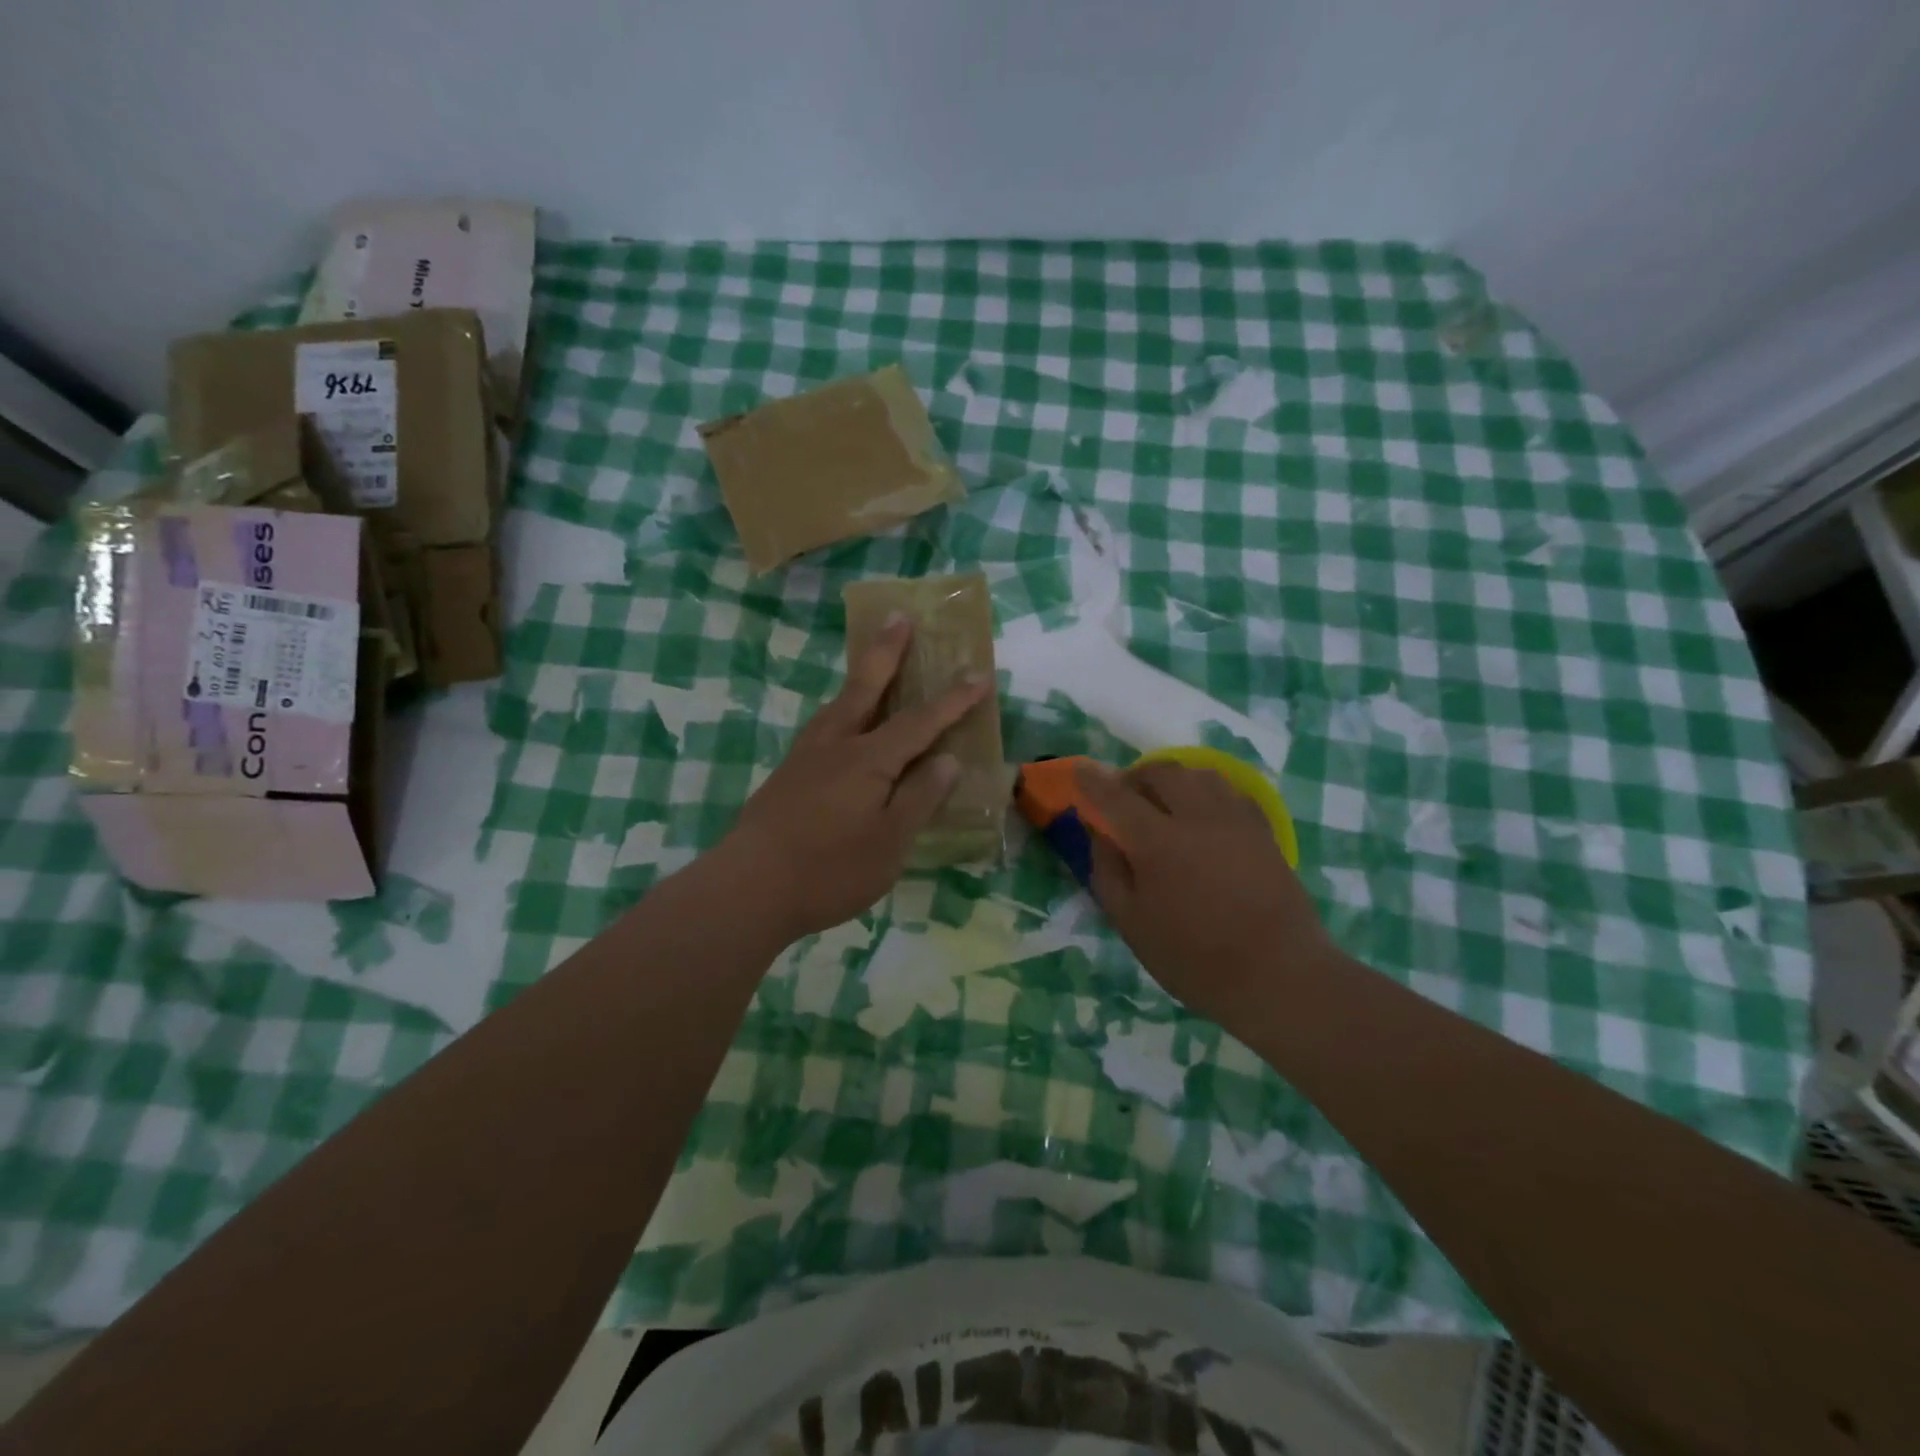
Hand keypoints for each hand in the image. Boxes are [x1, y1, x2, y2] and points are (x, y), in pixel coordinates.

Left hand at [720, 614, 990, 941]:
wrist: (748, 887)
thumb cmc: (829, 870)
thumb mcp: (889, 843)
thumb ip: (919, 798)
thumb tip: (947, 760)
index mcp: (868, 760)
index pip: (921, 722)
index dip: (953, 700)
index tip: (978, 674)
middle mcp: (836, 745)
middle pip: (866, 686)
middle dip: (887, 650)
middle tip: (899, 616)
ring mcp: (806, 756)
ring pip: (839, 703)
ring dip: (860, 676)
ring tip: (872, 661)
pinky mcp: (788, 773)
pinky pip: (824, 725)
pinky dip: (842, 708)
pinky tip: (842, 723)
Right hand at [1077, 761, 1334, 1027]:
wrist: (1279, 976)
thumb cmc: (1195, 959)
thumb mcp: (1132, 924)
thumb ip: (1108, 872)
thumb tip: (1100, 834)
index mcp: (1158, 842)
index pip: (1115, 796)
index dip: (1093, 781)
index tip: (1080, 771)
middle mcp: (1197, 817)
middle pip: (1161, 772)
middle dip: (1136, 777)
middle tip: (1124, 799)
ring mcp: (1235, 820)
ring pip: (1199, 774)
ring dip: (1173, 779)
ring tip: (1164, 802)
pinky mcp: (1263, 830)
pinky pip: (1229, 791)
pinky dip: (1207, 791)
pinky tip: (1203, 814)